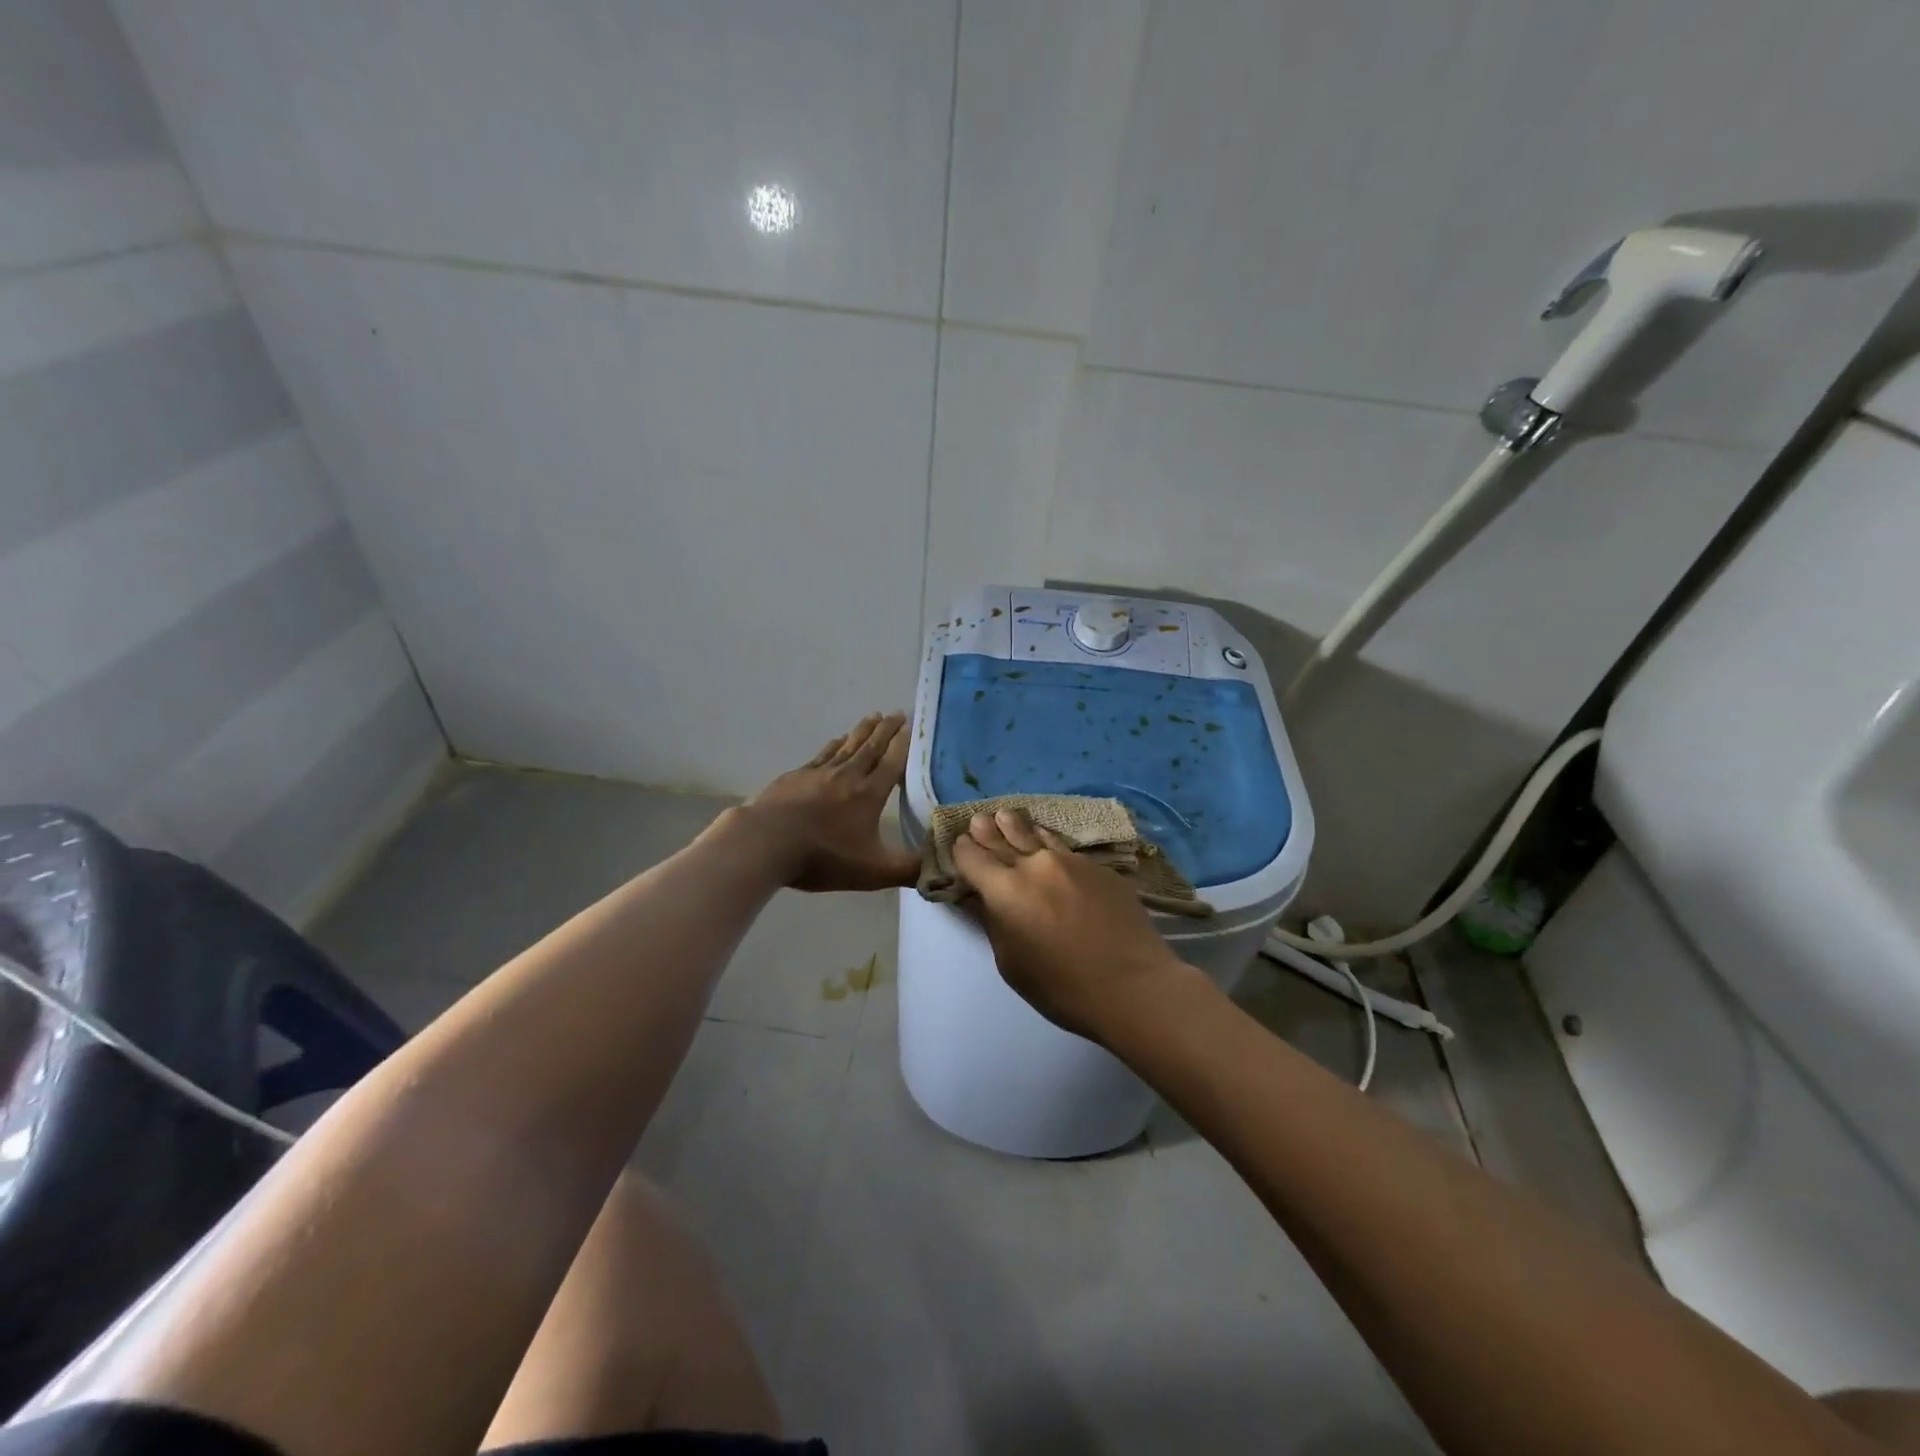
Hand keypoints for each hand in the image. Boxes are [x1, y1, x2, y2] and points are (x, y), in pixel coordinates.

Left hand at [740, 713, 918, 892]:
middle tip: (896, 712)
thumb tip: (940, 867)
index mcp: (869, 794)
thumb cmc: (823, 856)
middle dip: (886, 730)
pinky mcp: (796, 777)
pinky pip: (822, 754)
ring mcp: (819, 773)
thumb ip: (908, 869)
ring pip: (847, 746)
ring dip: (862, 730)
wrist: (767, 842)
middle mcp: (848, 776)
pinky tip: (837, 740)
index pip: (892, 763)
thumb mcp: (873, 872)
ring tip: (873, 716)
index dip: (903, 744)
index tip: (911, 726)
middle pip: (871, 747)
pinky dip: (834, 744)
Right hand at [950, 808, 1190, 1042]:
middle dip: (987, 830)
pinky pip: (1064, 848)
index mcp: (1005, 890)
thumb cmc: (1062, 987)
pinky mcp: (1098, 867)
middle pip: (1003, 839)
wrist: (1133, 984)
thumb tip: (985, 899)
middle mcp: (1034, 865)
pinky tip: (1047, 841)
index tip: (960, 845)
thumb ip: (995, 923)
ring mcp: (1070, 861)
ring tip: (1008, 815)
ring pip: (1036, 835)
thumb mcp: (1012, 964)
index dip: (963, 851)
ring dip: (1018, 825)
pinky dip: (1048, 842)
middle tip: (978, 818)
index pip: (973, 859)